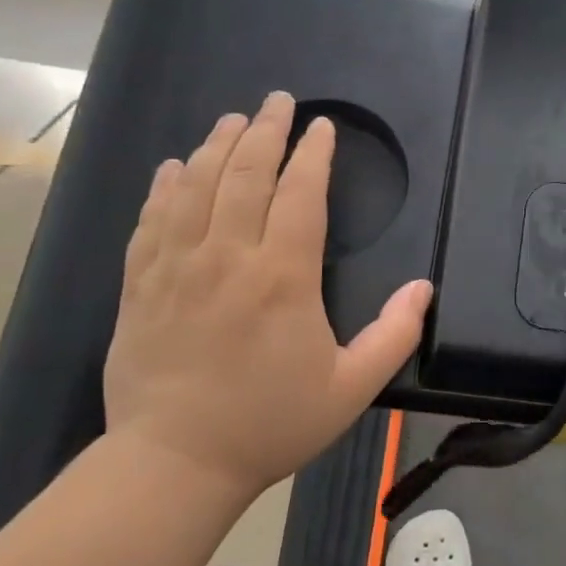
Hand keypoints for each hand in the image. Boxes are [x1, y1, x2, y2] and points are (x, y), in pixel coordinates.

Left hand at [102, 94, 432, 508]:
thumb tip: (424, 287)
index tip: (321, 126)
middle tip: (277, 101)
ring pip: (196, 187)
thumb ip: (394, 334)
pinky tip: (175, 167)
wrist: (173, 464)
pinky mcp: (141, 286)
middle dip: (265, 131)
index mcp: (282, 277)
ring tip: (233, 119)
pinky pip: (151, 221)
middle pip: (245, 175)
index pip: (300, 194)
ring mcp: (177, 268)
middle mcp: (228, 258)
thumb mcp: (350, 388)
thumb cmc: (270, 423)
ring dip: (216, 146)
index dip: (313, 154)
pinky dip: (165, 187)